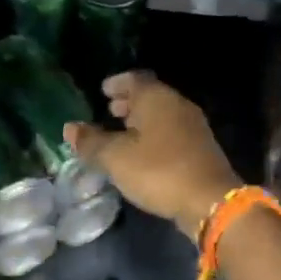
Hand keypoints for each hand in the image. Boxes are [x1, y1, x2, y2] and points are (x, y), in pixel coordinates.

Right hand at [65, 72, 241, 238]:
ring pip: (162, 115)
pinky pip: (171, 133)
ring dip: (142, 120)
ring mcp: (193, 127)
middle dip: (129, 102)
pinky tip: (144, 153)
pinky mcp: (200, 149)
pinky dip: (155, 136)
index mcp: (157, 98)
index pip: (134, 79)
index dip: (117, 83)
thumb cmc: (158, 171)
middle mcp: (178, 105)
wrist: (210, 200)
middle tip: (110, 110)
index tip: (102, 90)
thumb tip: (70, 127)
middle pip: (150, 96)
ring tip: (123, 132)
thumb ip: (91, 142)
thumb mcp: (116, 158)